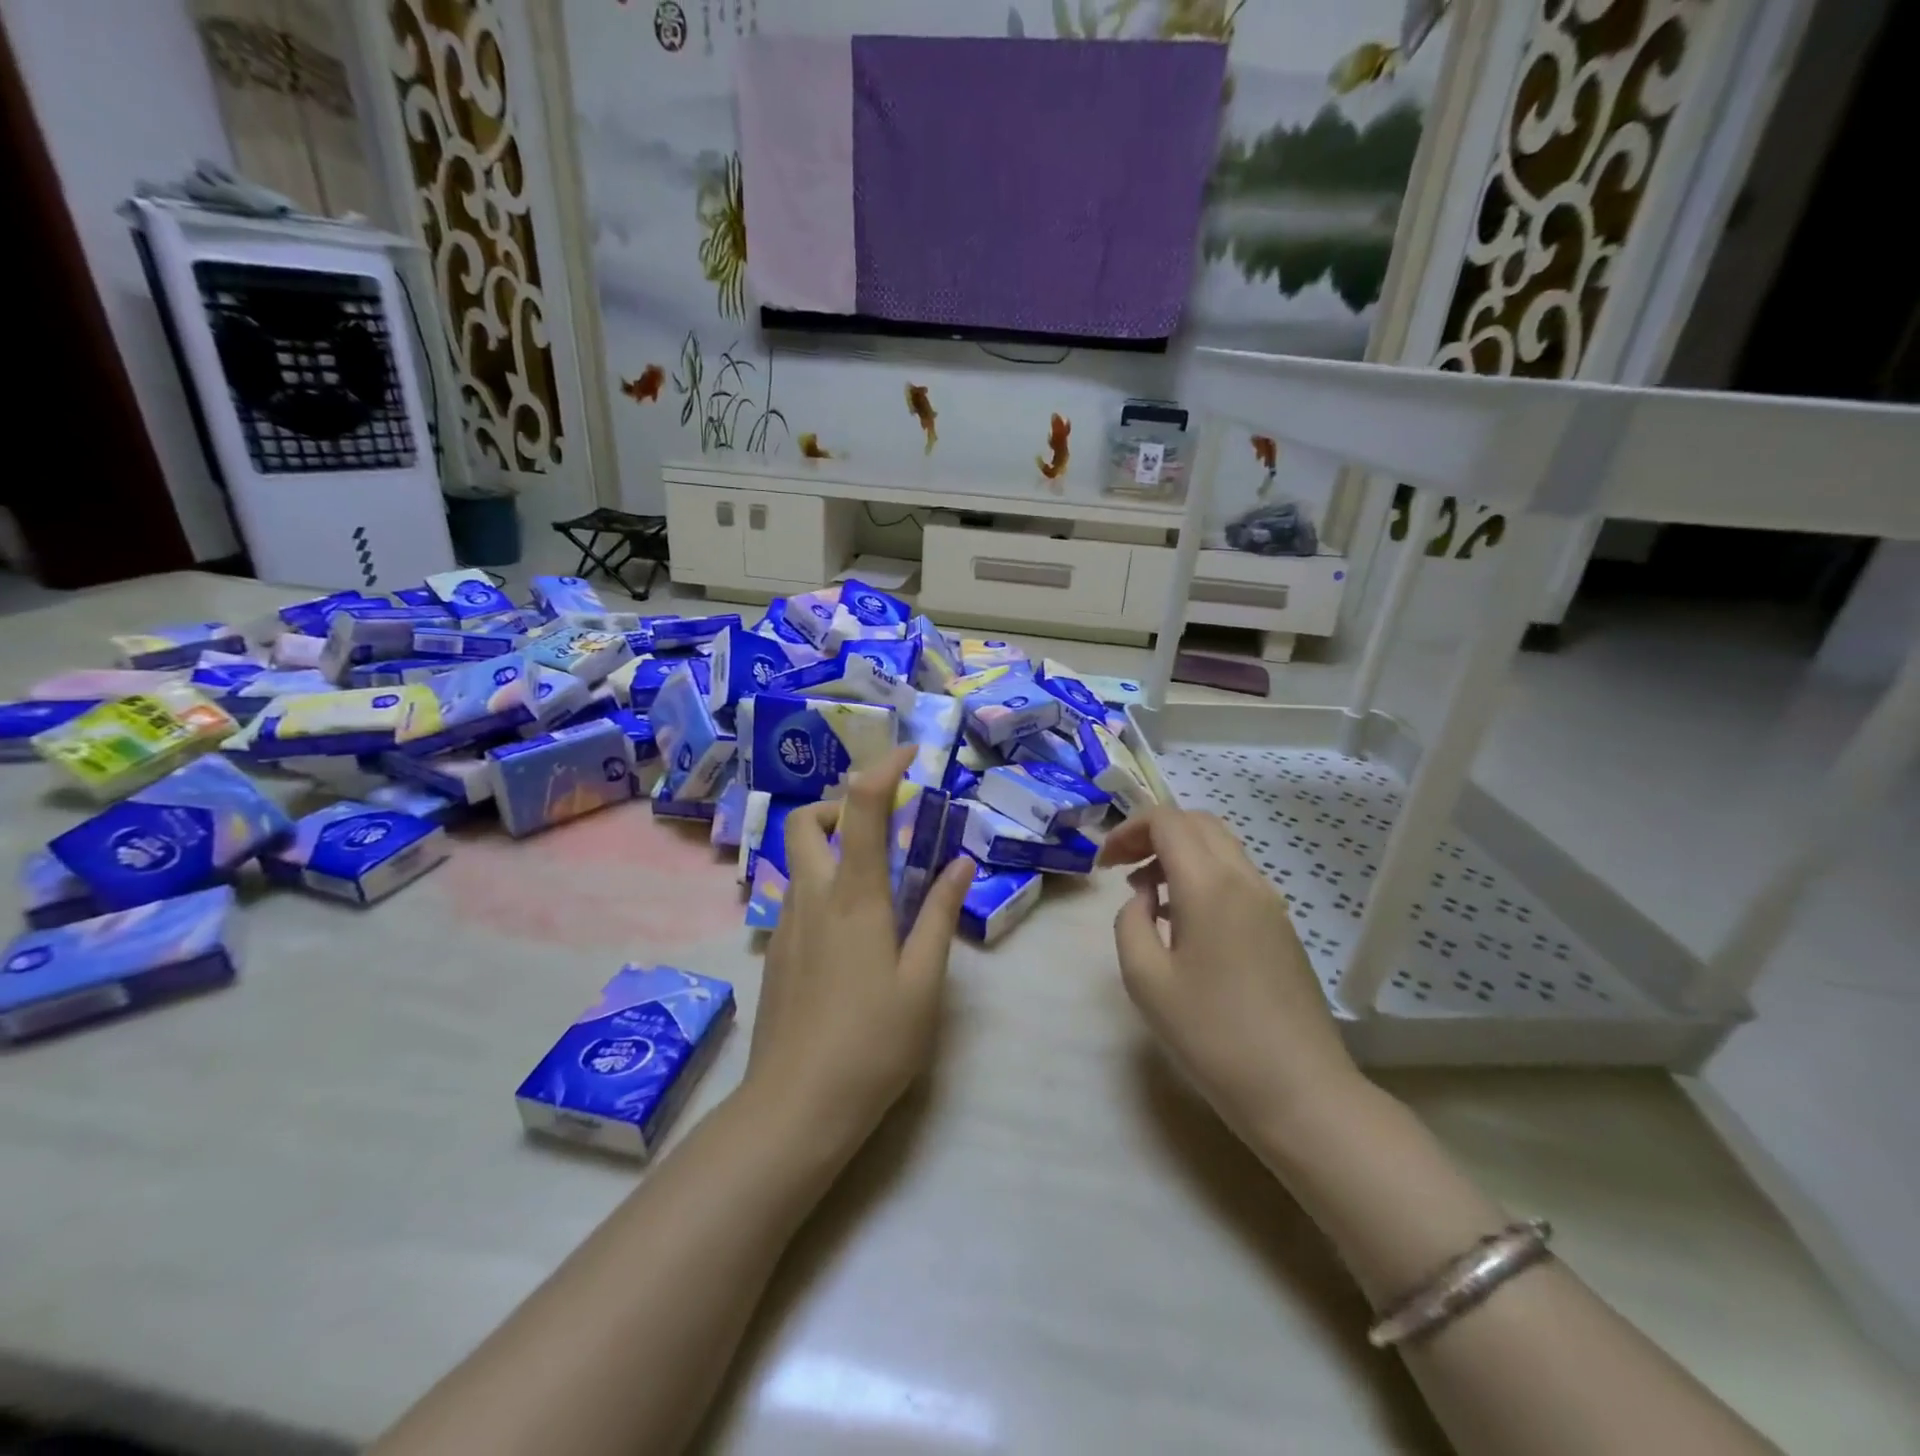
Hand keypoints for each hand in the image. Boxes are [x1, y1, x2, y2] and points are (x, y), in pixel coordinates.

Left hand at [747, 746, 974, 1151]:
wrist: (796, 1106)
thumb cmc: (873, 1042)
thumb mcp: (924, 980)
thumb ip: (940, 914)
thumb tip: (960, 863)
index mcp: (854, 896)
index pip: (861, 807)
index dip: (884, 768)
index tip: (910, 754)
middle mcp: (812, 897)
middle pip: (806, 820)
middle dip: (840, 805)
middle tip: (880, 827)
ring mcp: (786, 924)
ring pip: (797, 858)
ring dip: (830, 845)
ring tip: (873, 879)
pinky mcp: (776, 951)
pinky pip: (796, 895)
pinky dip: (822, 883)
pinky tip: (851, 929)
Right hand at [1099, 807, 1363, 1142]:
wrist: (1300, 1091)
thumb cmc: (1213, 1036)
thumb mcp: (1146, 980)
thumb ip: (1130, 922)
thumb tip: (1144, 898)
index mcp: (1210, 885)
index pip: (1167, 820)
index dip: (1128, 830)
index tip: (1103, 865)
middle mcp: (1245, 879)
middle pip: (1197, 822)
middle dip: (1152, 833)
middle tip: (1121, 868)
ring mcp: (1270, 902)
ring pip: (1220, 846)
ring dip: (1178, 853)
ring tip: (1147, 894)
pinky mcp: (1281, 926)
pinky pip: (1236, 876)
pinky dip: (1202, 875)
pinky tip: (1183, 920)